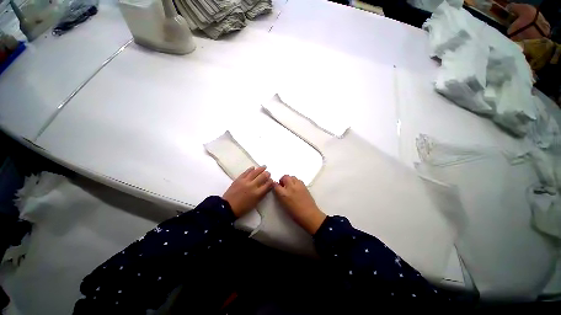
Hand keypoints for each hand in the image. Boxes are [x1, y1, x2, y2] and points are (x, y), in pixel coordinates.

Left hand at [223, 166, 273, 216]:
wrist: (228, 207)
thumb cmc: (243, 208)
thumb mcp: (255, 203)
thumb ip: (262, 194)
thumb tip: (267, 187)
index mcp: (257, 193)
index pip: (267, 185)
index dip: (271, 181)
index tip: (272, 180)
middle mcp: (252, 185)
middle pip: (262, 177)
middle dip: (267, 174)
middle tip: (268, 173)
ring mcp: (245, 181)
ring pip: (255, 172)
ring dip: (260, 169)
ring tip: (264, 166)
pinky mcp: (239, 179)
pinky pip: (246, 172)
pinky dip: (250, 169)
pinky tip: (253, 167)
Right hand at [273, 175, 325, 234]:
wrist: (309, 215)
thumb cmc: (295, 213)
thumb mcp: (284, 205)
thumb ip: (280, 196)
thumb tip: (278, 190)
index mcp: (284, 194)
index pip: (276, 185)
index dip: (274, 184)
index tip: (275, 186)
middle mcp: (291, 187)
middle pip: (285, 177)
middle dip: (282, 180)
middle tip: (283, 185)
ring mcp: (298, 185)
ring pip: (292, 177)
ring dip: (289, 180)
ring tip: (290, 185)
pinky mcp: (304, 186)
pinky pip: (298, 180)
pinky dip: (295, 181)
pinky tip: (296, 187)